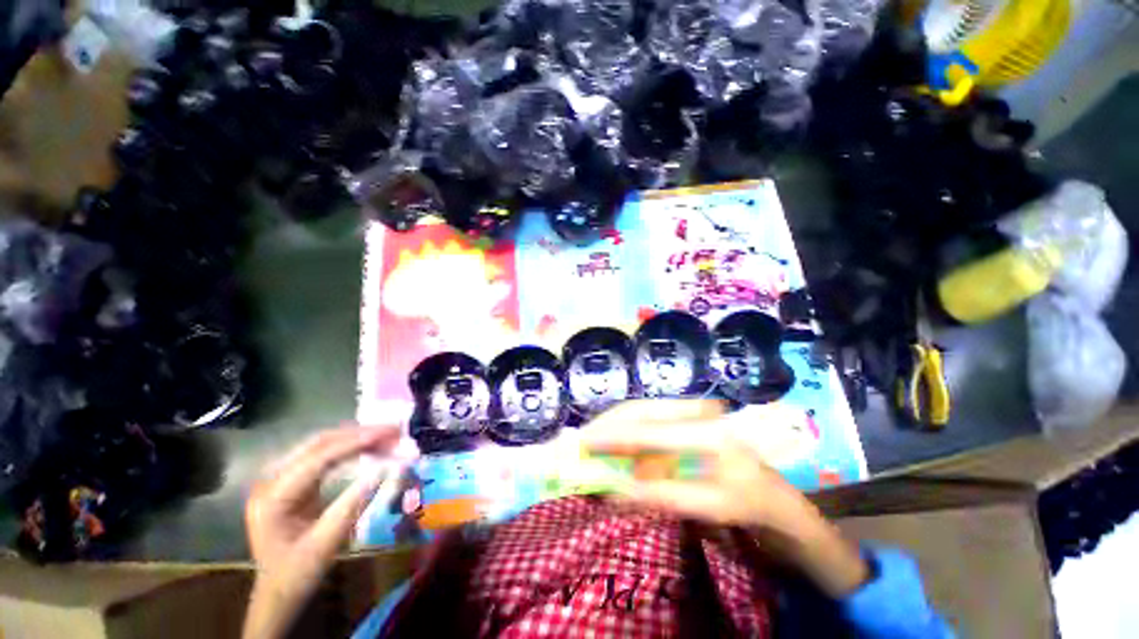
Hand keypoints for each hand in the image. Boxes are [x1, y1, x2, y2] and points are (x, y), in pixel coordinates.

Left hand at [243, 425, 412, 638]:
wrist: (276, 592)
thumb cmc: (298, 574)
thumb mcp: (326, 544)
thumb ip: (354, 503)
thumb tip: (388, 467)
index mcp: (273, 497)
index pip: (319, 458)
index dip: (357, 442)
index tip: (390, 433)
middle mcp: (270, 480)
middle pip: (319, 443)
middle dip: (359, 433)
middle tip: (394, 431)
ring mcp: (278, 478)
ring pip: (321, 444)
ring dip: (355, 437)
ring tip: (387, 435)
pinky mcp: (290, 480)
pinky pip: (322, 454)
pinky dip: (348, 446)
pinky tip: (367, 445)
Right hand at [581, 400, 868, 596]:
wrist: (778, 495)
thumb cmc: (750, 503)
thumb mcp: (710, 506)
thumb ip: (662, 495)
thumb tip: (613, 489)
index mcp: (706, 431)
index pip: (649, 430)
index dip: (613, 436)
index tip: (584, 443)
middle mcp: (695, 410)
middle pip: (640, 409)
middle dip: (607, 424)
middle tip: (581, 440)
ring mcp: (690, 410)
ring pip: (641, 410)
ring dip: (614, 425)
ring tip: (592, 442)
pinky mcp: (685, 416)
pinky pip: (647, 418)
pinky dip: (627, 430)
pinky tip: (615, 442)